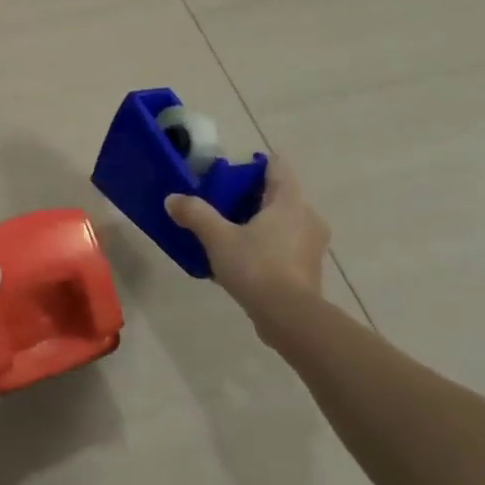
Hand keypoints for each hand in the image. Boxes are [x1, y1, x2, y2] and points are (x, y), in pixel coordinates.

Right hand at [166, 160, 330, 339]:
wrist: (290, 318)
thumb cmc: (257, 267)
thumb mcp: (218, 238)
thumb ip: (195, 214)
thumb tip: (172, 199)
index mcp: (289, 201)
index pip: (276, 166)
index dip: (253, 165)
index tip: (229, 177)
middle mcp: (307, 216)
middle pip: (278, 194)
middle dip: (250, 197)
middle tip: (220, 206)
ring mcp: (312, 244)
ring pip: (282, 221)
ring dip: (258, 223)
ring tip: (228, 235)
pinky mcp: (309, 268)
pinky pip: (285, 245)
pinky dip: (266, 245)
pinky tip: (242, 260)